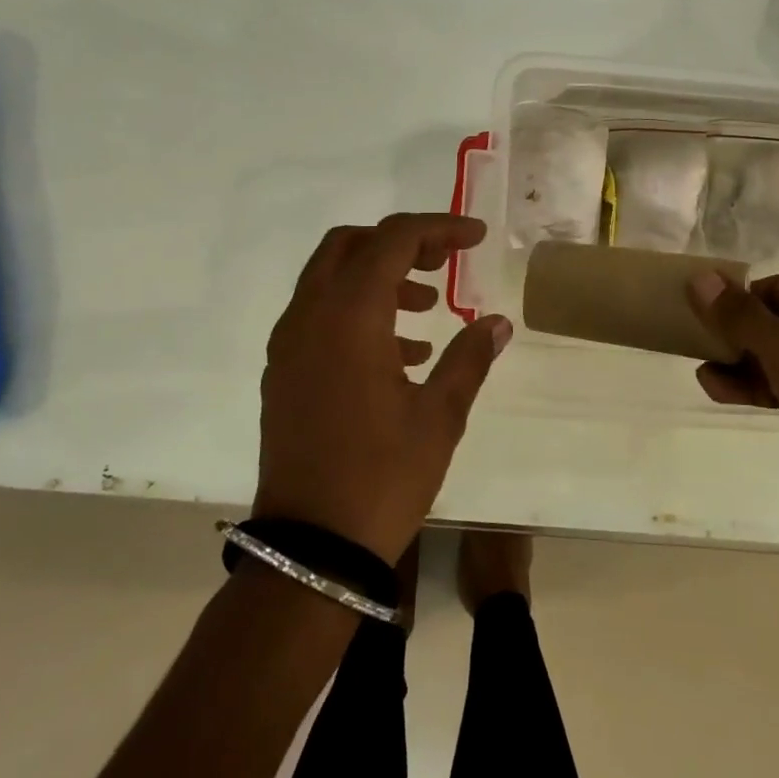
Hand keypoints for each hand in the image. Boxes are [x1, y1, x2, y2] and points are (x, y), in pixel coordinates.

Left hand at [253, 214, 511, 562]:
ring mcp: (288, 345)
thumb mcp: (440, 416)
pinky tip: (398, 353)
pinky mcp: (282, 372)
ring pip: (330, 278)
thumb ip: (469, 358)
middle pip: (350, 245)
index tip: (476, 238)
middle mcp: (309, 317)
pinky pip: (318, 314)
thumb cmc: (382, 477)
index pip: (393, 240)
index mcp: (349, 316)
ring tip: (427, 309)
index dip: (439, 229)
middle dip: (401, 243)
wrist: (311, 548)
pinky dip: (356, 309)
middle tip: (444, 262)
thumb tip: (497, 323)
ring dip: (378, 276)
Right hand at [687, 273, 778, 529]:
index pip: (773, 288)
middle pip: (778, 322)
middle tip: (699, 353)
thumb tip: (699, 277)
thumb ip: (738, 315)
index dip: (735, 305)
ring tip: (706, 379)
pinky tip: (727, 394)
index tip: (701, 325)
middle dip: (736, 339)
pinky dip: (765, 388)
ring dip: (744, 367)